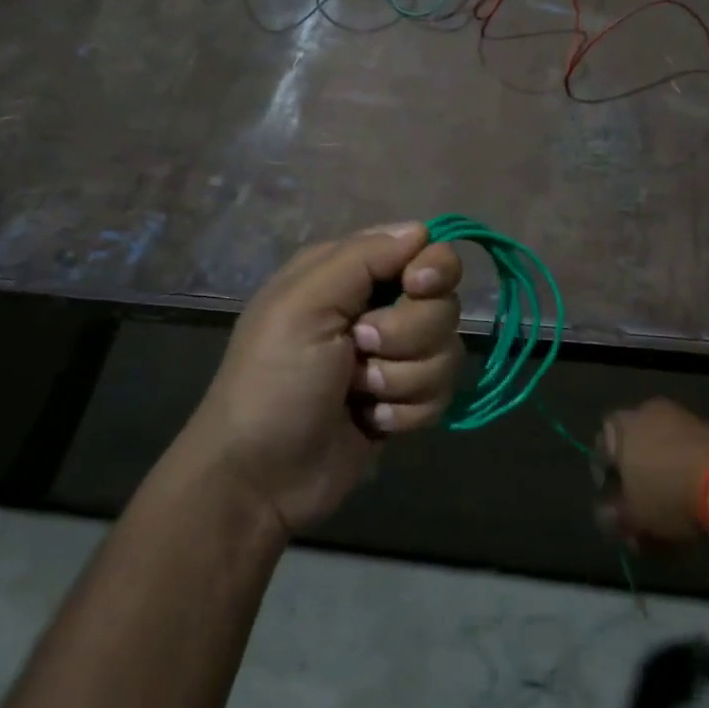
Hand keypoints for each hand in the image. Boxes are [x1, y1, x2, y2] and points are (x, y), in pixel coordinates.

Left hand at [185, 222, 463, 535]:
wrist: (261, 476)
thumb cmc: (273, 381)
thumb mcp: (303, 306)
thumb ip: (362, 259)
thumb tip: (421, 230)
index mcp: (347, 274)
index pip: (421, 248)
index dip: (430, 268)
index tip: (415, 287)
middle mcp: (376, 308)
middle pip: (442, 303)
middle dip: (408, 334)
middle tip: (361, 350)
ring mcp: (393, 358)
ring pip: (447, 351)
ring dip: (403, 378)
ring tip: (359, 394)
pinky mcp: (404, 400)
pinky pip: (441, 394)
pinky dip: (407, 411)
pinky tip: (371, 421)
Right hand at [596, 398, 708, 546]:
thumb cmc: (668, 494)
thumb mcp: (633, 517)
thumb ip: (614, 516)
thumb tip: (608, 516)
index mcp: (620, 426)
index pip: (600, 450)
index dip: (605, 480)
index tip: (615, 504)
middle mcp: (647, 413)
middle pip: (633, 448)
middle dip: (636, 478)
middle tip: (642, 507)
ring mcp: (681, 417)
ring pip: (662, 450)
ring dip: (662, 475)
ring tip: (671, 508)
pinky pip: (688, 452)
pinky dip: (686, 471)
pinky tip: (693, 498)